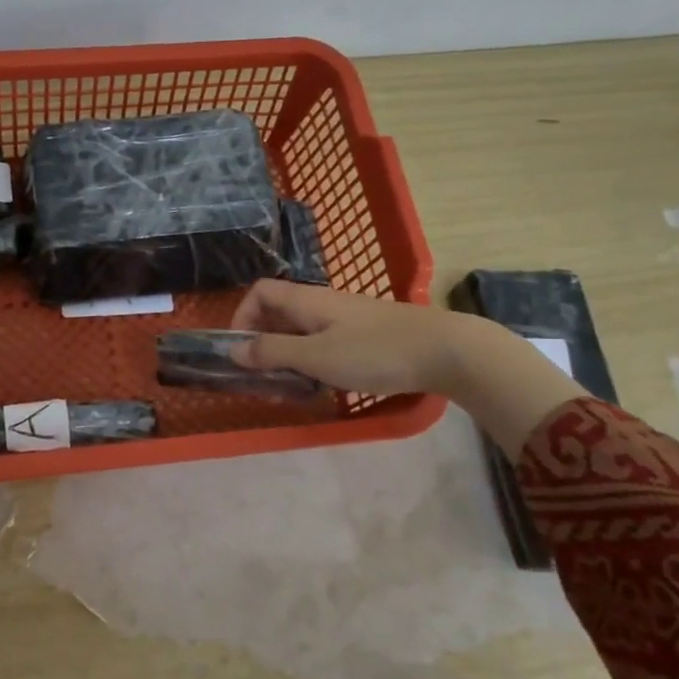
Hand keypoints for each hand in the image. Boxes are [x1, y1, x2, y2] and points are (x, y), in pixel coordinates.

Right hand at [228, 280, 467, 396]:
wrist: (445, 350)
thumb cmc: (374, 352)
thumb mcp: (315, 356)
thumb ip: (272, 352)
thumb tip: (233, 350)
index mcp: (306, 300)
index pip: (260, 292)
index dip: (241, 316)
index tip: (240, 351)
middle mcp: (322, 302)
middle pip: (278, 312)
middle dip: (263, 342)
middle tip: (262, 377)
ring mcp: (346, 317)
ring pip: (301, 330)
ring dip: (287, 355)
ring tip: (290, 386)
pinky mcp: (365, 334)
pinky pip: (324, 341)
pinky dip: (312, 359)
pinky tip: (323, 383)